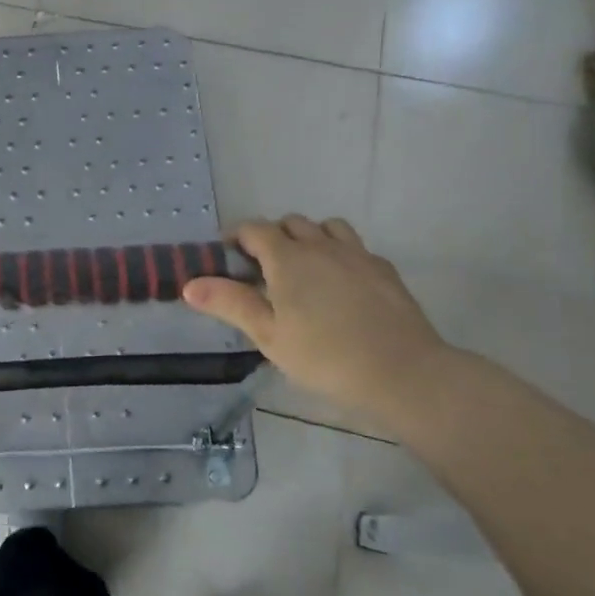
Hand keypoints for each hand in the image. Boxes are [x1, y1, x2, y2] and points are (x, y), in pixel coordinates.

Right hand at [183, 216, 453, 428]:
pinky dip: (340, 254)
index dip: (236, 237)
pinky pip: (355, 247)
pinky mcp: (384, 270)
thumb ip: (230, 303)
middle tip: (263, 270)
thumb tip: (190, 283)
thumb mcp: (269, 335)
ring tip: (304, 269)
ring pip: (327, 227)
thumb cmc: (326, 357)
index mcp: (288, 258)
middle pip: (291, 222)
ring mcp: (357, 255)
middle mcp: (321, 246)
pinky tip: (341, 284)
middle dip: (272, 236)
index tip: (227, 258)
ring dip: (309, 238)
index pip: (254, 229)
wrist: (404, 373)